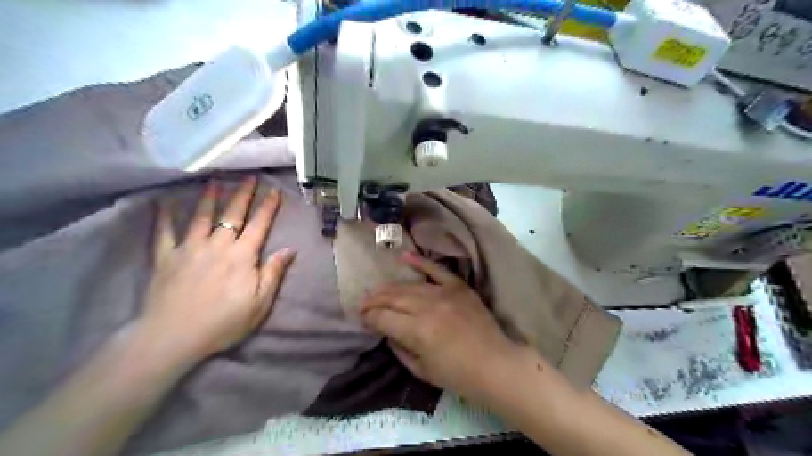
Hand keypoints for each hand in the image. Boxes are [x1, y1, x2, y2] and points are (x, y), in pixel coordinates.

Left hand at [133, 176, 297, 364]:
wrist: (174, 337)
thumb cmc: (224, 322)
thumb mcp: (260, 302)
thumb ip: (273, 272)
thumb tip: (289, 249)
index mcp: (242, 256)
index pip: (259, 225)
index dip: (268, 207)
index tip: (274, 191)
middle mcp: (217, 245)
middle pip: (232, 214)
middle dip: (242, 194)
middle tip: (248, 176)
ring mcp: (189, 249)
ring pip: (201, 217)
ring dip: (209, 197)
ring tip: (215, 180)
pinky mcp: (166, 258)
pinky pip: (164, 232)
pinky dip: (165, 216)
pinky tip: (165, 202)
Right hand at [359, 252, 519, 402]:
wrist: (496, 364)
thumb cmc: (458, 375)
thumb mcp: (422, 371)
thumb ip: (399, 349)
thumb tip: (387, 332)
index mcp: (417, 331)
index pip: (383, 317)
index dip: (369, 317)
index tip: (362, 319)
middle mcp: (427, 307)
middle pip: (392, 298)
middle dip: (373, 300)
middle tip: (363, 304)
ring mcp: (444, 293)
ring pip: (409, 285)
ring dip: (389, 288)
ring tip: (377, 291)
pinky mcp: (458, 287)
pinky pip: (436, 270)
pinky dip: (420, 262)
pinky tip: (404, 257)